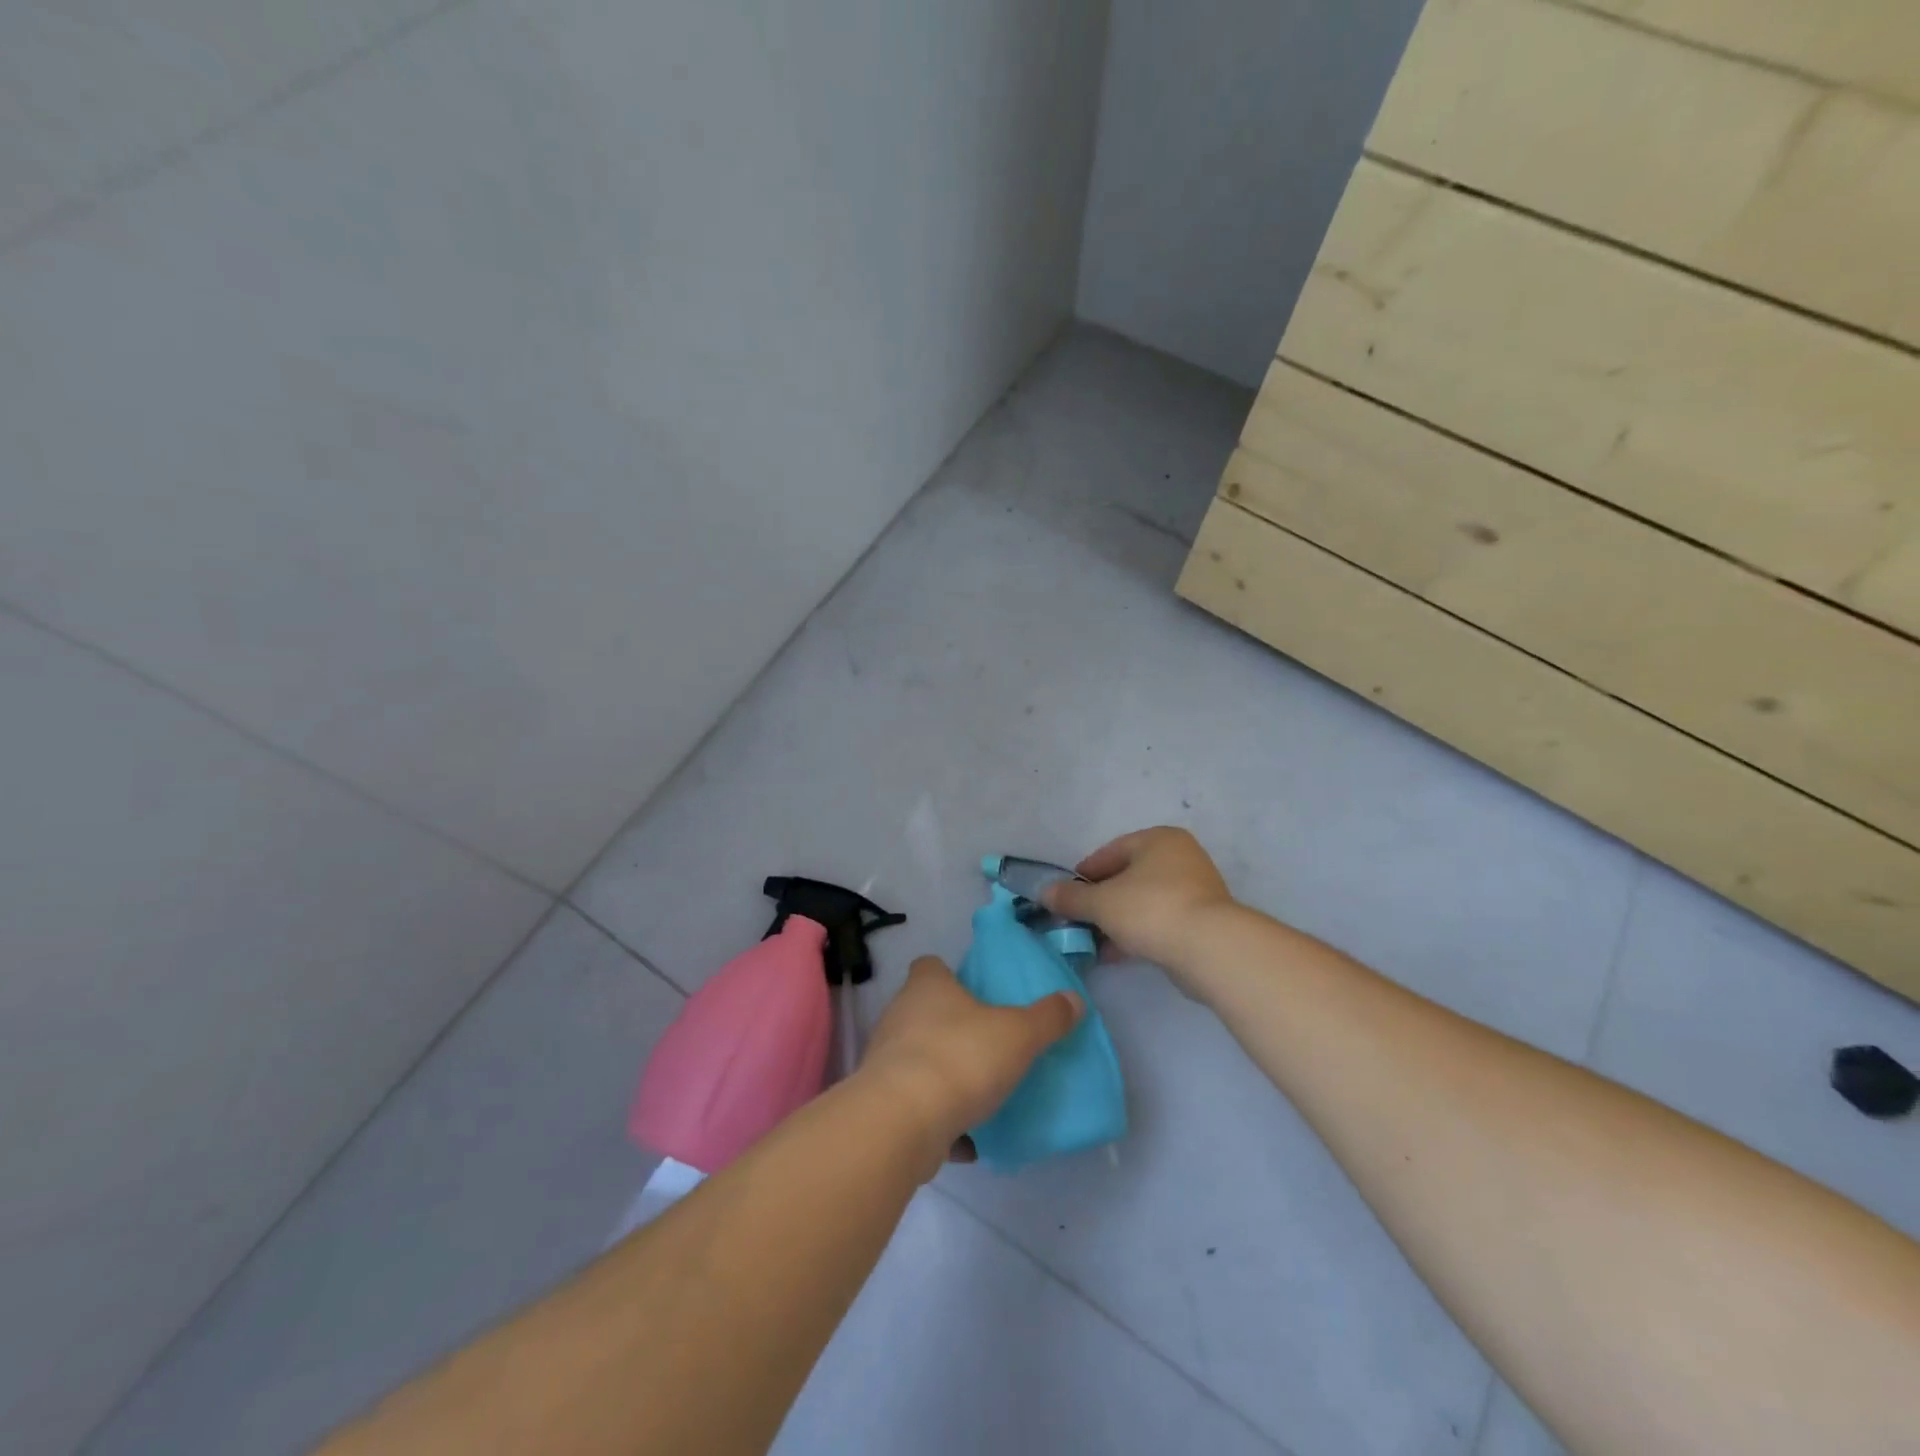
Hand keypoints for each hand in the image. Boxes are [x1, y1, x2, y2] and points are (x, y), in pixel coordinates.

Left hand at [859, 956, 1081, 1172]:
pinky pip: (917, 1107)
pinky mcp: (883, 1104)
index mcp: (927, 987)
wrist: (902, 1122)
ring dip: (945, 1076)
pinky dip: (939, 1120)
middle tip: (988, 1042)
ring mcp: (886, 1060)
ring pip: (920, 1060)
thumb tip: (1074, 999)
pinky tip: (969, 1140)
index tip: (973, 990)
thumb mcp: (1018, 1035)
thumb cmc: (961, 1058)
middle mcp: (900, 1015)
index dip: (949, 974)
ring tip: (981, 1094)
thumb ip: (1047, 1018)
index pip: (930, 966)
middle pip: (924, 1012)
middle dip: (952, 1026)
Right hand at [1042, 827, 1235, 979]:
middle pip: (1128, 876)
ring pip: (1144, 901)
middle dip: (1101, 900)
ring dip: (1117, 920)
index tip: (1066, 895)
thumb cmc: (1150, 909)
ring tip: (1094, 942)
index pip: (1111, 851)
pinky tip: (1117, 954)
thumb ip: (1070, 897)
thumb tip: (1043, 892)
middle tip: (1079, 919)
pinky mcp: (1203, 920)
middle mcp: (1180, 857)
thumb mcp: (1101, 902)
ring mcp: (1196, 889)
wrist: (1210, 949)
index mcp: (1158, 839)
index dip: (1084, 874)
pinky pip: (1160, 921)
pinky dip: (1138, 933)